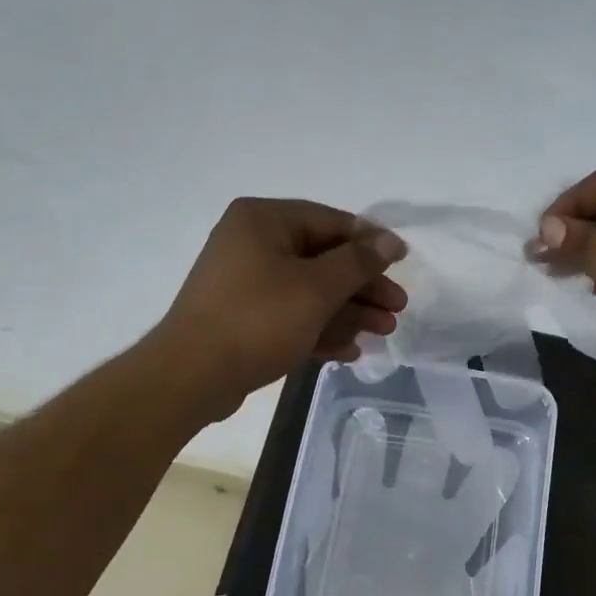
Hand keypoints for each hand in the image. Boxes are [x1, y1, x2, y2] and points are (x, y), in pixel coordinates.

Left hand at [157, 198, 407, 418]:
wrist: (193, 375)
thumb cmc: (258, 320)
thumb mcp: (316, 288)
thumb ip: (357, 263)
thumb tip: (391, 242)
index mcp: (264, 220)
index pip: (330, 222)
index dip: (371, 243)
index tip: (402, 263)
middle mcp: (253, 244)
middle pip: (323, 260)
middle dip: (363, 287)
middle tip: (397, 308)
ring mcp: (247, 284)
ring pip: (310, 292)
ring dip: (349, 312)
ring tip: (384, 332)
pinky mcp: (245, 319)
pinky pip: (291, 316)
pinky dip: (320, 330)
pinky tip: (350, 350)